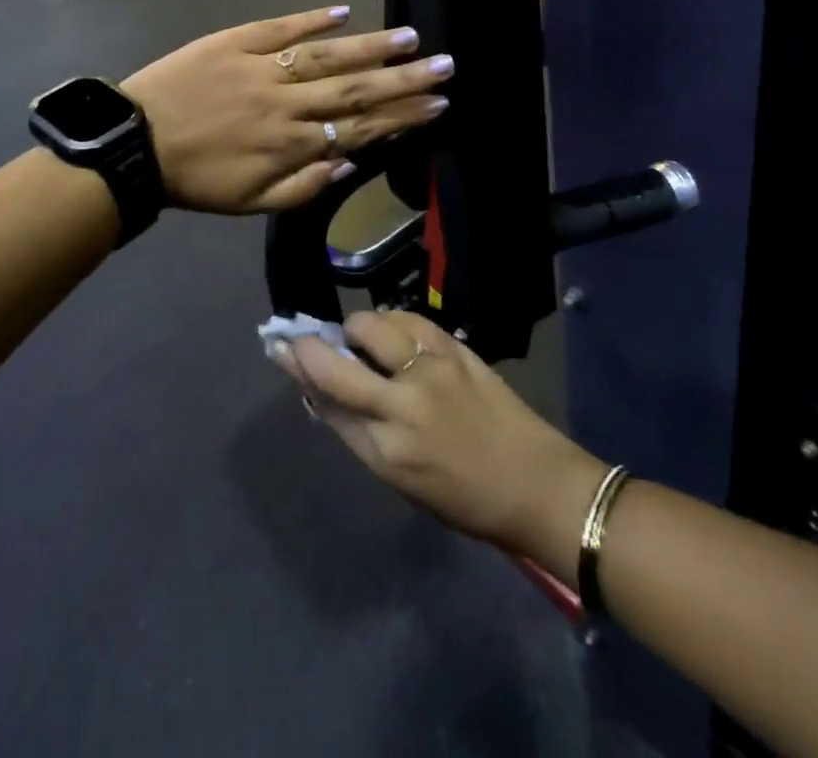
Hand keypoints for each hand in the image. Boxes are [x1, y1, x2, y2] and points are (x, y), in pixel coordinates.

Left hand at [122, 6, 454, 214]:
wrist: (135, 144)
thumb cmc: (196, 179)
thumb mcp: (251, 204)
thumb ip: (304, 189)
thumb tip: (349, 165)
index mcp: (292, 144)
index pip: (359, 128)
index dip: (402, 117)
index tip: (438, 104)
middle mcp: (286, 104)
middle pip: (354, 88)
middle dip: (404, 79)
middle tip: (445, 65)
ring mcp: (261, 68)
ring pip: (327, 56)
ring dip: (371, 47)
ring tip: (410, 37)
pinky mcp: (234, 43)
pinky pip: (279, 28)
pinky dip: (312, 19)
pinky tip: (344, 11)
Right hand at [278, 311, 607, 561]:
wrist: (537, 485)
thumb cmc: (465, 499)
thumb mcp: (401, 480)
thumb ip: (360, 431)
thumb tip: (323, 392)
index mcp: (386, 451)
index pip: (326, 400)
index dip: (298, 369)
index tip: (280, 346)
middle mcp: (402, 406)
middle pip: (338, 362)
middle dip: (311, 344)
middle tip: (306, 335)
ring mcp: (431, 370)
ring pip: (372, 326)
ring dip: (359, 329)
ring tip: (365, 340)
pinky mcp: (456, 349)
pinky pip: (409, 319)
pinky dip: (393, 321)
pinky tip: (396, 332)